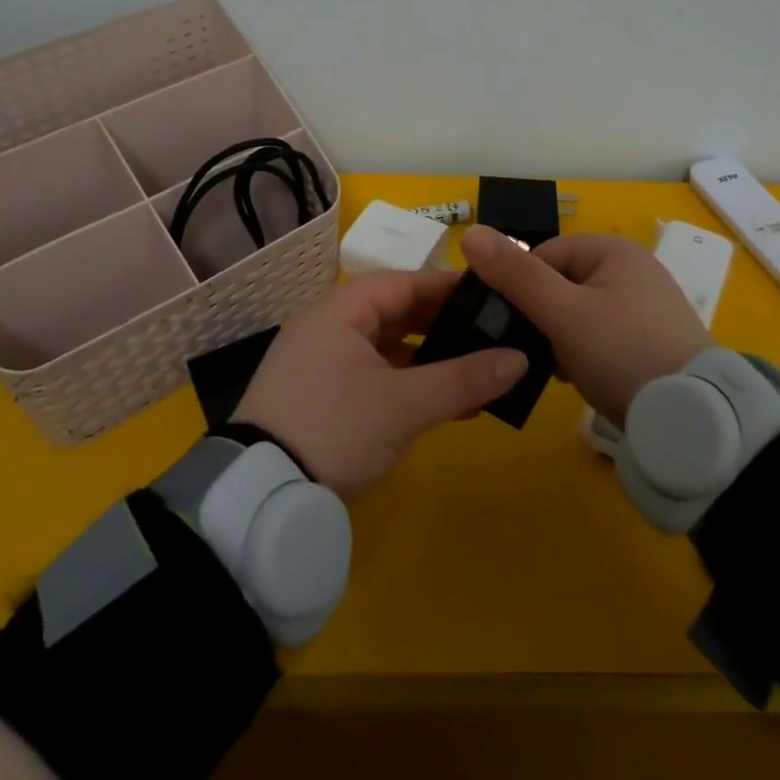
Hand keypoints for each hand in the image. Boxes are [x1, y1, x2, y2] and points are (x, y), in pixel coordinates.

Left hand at [232, 269, 528, 496]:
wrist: (259, 497)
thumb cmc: (334, 429)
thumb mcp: (403, 405)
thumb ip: (463, 379)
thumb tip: (520, 359)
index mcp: (340, 312)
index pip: (402, 283)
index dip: (447, 287)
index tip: (491, 295)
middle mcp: (328, 329)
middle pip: (395, 314)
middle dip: (442, 325)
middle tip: (490, 334)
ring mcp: (322, 366)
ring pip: (386, 350)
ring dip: (429, 360)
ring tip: (476, 371)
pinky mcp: (321, 400)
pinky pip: (375, 378)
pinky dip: (408, 385)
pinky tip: (444, 404)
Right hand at [459, 227, 712, 422]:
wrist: (691, 418)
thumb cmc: (621, 351)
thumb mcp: (562, 312)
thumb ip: (515, 274)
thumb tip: (469, 232)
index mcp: (613, 250)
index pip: (544, 254)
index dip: (520, 288)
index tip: (510, 325)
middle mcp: (632, 269)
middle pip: (560, 284)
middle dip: (541, 317)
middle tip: (532, 351)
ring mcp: (645, 307)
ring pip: (577, 314)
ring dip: (559, 338)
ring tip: (554, 368)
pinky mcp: (651, 341)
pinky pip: (600, 337)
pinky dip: (583, 353)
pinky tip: (577, 378)